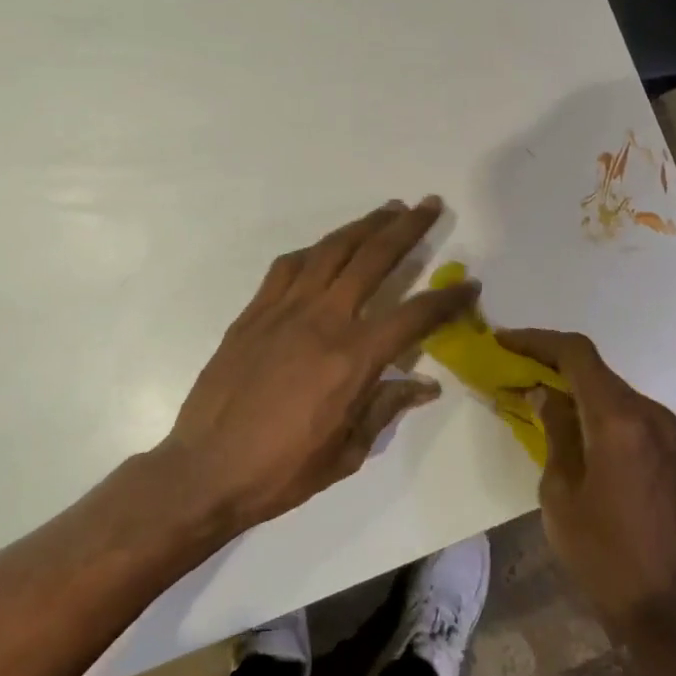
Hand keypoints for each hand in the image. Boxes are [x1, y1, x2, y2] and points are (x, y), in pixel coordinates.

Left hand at [149, 198, 475, 535]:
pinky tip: (325, 249)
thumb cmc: (283, 470)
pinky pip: (288, 267)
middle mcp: (323, 320)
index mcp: (353, 358)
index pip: (414, 314)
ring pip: (331, 250)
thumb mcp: (347, 450)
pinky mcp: (254, 312)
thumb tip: (426, 386)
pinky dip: (315, 251)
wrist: (205, 470)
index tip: (470, 284)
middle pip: (373, 258)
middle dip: (407, 228)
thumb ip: (387, 407)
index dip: (447, 298)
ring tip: (387, 210)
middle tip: (429, 205)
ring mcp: (284, 310)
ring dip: (363, 226)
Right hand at [497, 329, 675, 639]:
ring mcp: (671, 431)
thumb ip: (555, 431)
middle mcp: (651, 414)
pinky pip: (633, 414)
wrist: (666, 605)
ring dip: (578, 389)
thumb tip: (543, 393)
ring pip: (615, 391)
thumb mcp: (559, 491)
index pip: (577, 355)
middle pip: (597, 370)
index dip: (538, 340)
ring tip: (540, 400)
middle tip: (515, 370)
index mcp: (619, 421)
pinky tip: (578, 429)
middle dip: (554, 365)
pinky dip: (601, 410)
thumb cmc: (601, 553)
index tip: (504, 341)